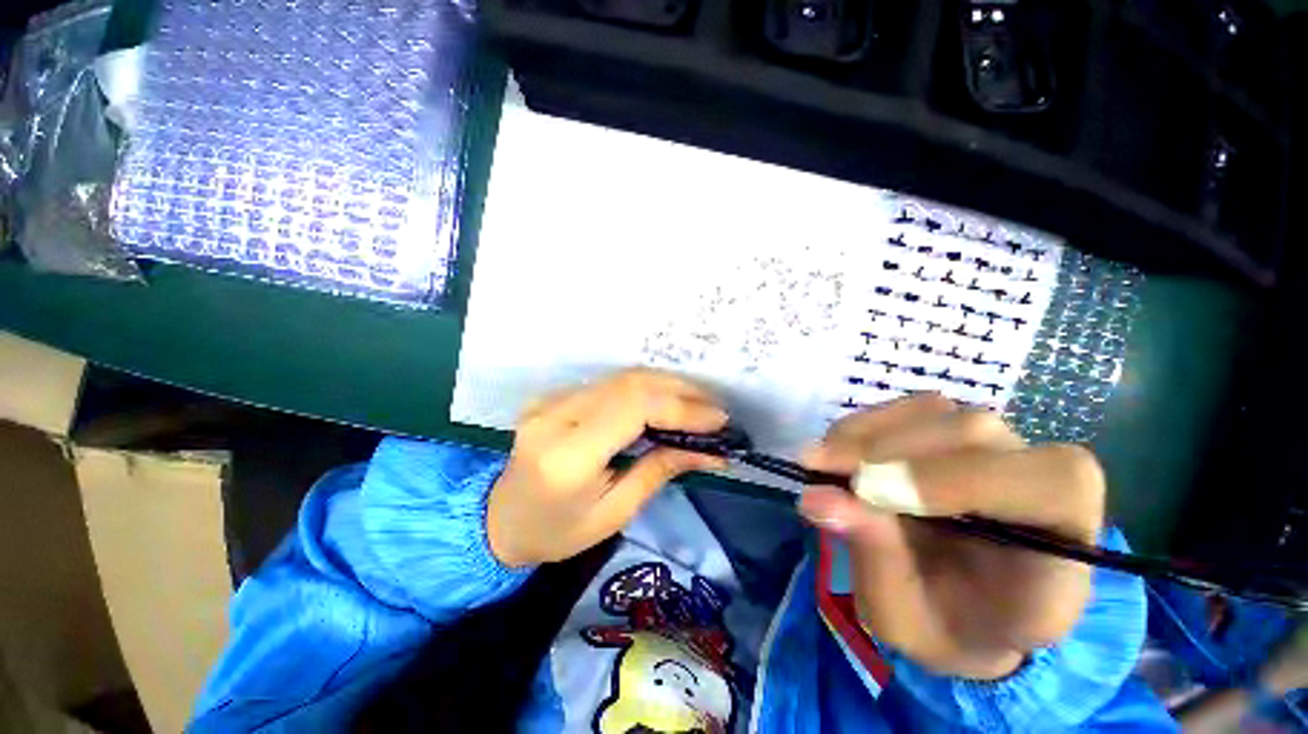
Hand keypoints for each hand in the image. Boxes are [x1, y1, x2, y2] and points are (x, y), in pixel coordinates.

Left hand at [487, 368, 728, 567]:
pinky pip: (609, 383)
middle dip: (681, 392)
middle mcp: (555, 416)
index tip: (718, 420)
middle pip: (629, 385)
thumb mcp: (614, 514)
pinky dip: (645, 388)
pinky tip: (667, 399)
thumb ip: (659, 471)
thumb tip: (708, 450)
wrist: (499, 520)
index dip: (681, 408)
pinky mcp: (554, 395)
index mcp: (567, 456)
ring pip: (621, 378)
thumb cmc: (557, 532)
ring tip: (699, 403)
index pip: (633, 409)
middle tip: (714, 409)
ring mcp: (550, 400)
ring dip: (666, 385)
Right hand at [797, 394, 1105, 679]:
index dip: (959, 479)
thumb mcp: (909, 622)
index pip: (1048, 484)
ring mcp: (996, 445)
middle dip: (887, 451)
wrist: (963, 608)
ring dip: (866, 433)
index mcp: (1065, 543)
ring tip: (822, 463)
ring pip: (934, 411)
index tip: (868, 493)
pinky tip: (839, 452)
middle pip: (974, 433)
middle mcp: (1039, 477)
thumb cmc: (950, 627)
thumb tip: (816, 497)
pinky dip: (864, 426)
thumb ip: (875, 560)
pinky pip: (908, 409)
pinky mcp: (952, 429)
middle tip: (819, 471)